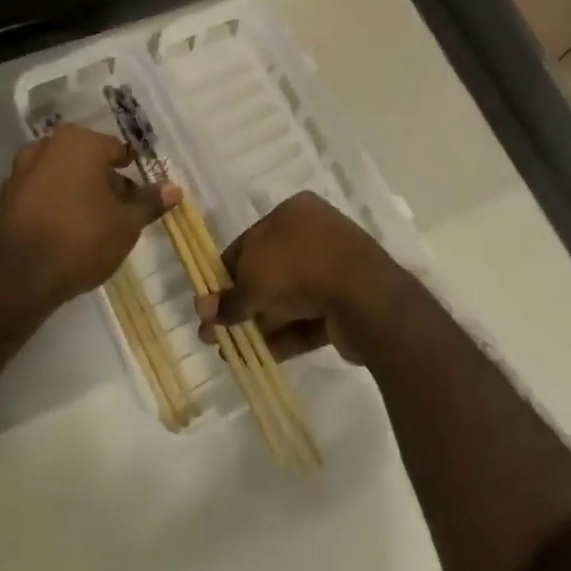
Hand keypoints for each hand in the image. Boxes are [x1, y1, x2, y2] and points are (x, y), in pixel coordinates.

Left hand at [0, 124, 177, 317]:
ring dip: (82, 194)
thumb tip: (174, 189)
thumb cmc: (82, 238)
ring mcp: (22, 170)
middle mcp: (47, 146)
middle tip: (124, 212)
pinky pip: (44, 194)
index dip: (133, 173)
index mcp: (79, 141)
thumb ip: (150, 203)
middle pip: (89, 161)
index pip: (117, 151)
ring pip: (65, 177)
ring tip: (100, 225)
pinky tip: (70, 232)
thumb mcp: (126, 223)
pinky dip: (59, 205)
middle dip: (107, 183)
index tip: (142, 196)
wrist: (18, 277)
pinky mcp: (7, 198)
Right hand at [200, 191, 407, 364]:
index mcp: (293, 213)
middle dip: (241, 303)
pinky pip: (308, 316)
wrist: (365, 297)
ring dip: (259, 323)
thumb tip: (204, 312)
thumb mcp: (253, 281)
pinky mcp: (346, 302)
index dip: (225, 273)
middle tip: (216, 333)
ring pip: (288, 296)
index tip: (209, 302)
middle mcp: (314, 234)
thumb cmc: (300, 269)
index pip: (249, 242)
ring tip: (231, 352)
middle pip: (268, 271)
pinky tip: (259, 357)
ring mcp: (333, 268)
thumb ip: (228, 298)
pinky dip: (284, 334)